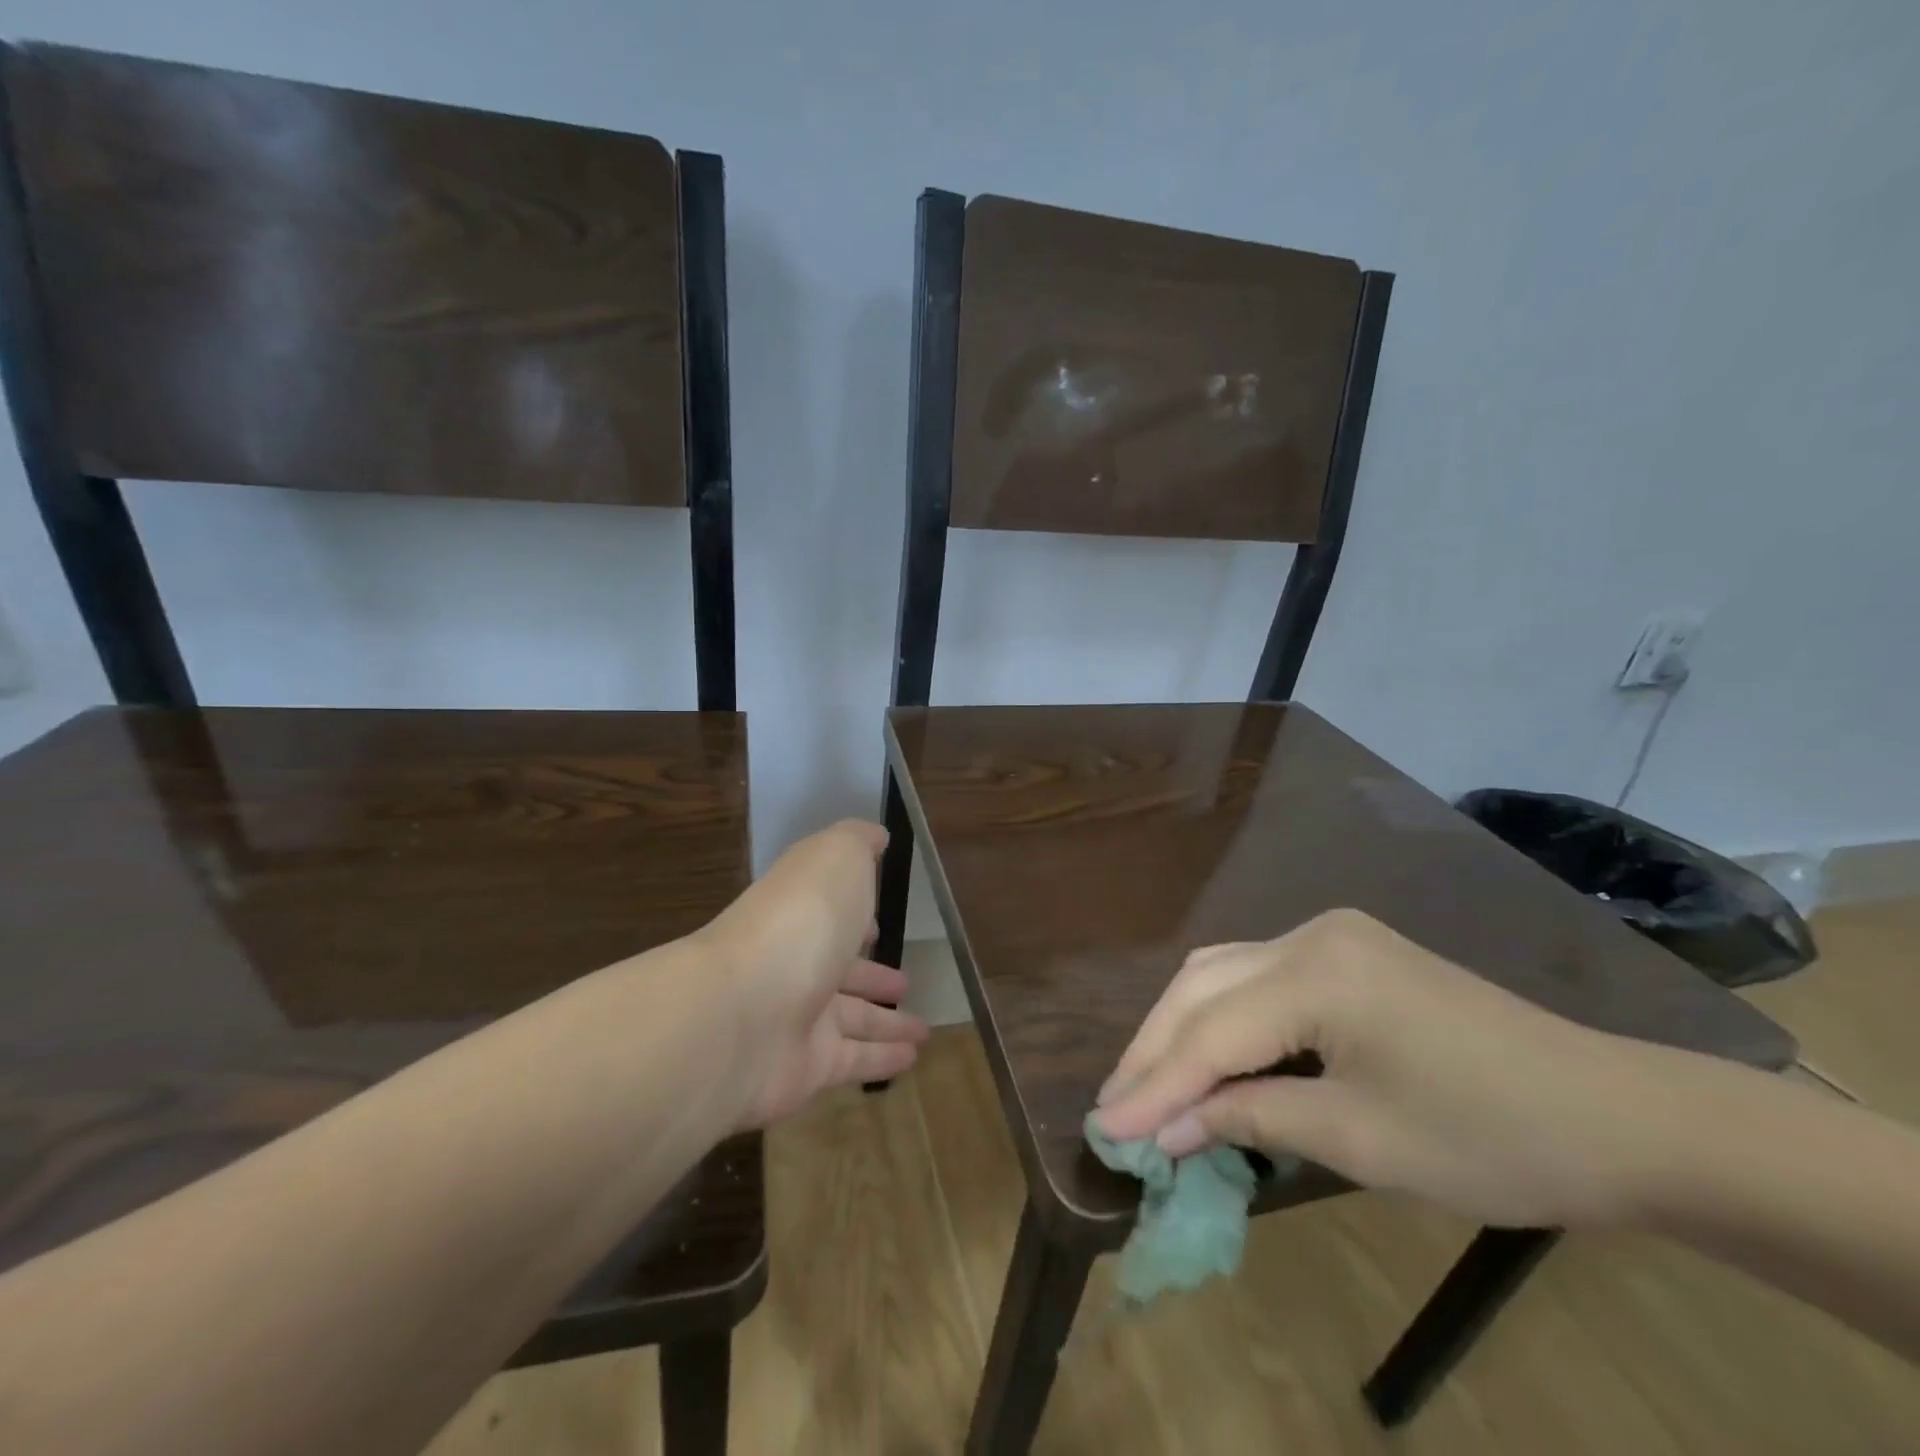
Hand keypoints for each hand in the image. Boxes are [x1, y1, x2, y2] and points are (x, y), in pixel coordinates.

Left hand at [707, 820, 928, 1128]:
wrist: (744, 1013)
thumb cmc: (801, 920)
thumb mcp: (836, 857)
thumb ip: (857, 842)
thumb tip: (875, 836)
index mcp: (800, 912)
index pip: (830, 913)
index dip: (855, 915)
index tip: (879, 922)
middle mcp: (795, 963)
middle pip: (840, 970)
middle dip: (872, 975)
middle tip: (904, 983)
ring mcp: (798, 1018)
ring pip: (852, 1020)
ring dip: (887, 1022)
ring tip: (923, 1030)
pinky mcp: (808, 1068)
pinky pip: (855, 1061)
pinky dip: (883, 1059)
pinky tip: (912, 1059)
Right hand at [1093, 909, 1681, 1228]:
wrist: (1616, 1115)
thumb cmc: (1492, 1139)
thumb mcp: (1361, 1141)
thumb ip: (1251, 1118)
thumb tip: (1167, 1130)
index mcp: (1317, 974)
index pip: (1212, 1034)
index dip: (1154, 1086)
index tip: (1104, 1129)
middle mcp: (1309, 935)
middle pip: (1202, 988)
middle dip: (1154, 1050)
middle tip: (1114, 1106)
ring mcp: (1327, 936)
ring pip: (1221, 973)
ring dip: (1179, 1027)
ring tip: (1146, 1082)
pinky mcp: (1343, 951)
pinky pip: (1255, 976)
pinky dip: (1220, 1016)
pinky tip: (1206, 1052)